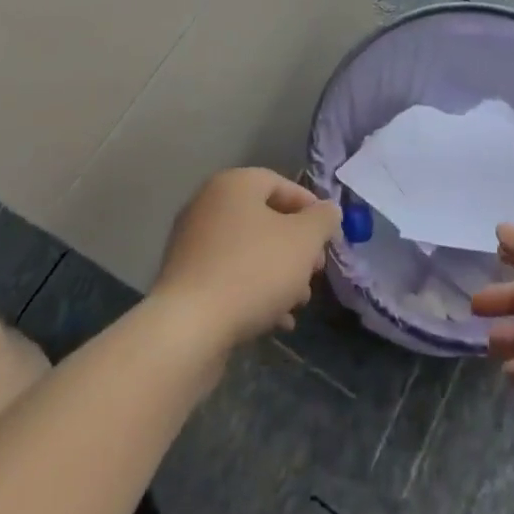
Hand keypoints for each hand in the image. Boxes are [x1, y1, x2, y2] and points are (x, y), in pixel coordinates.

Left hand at [151, 168, 340, 355]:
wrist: (188, 329)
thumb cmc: (252, 271)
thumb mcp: (303, 241)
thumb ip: (322, 220)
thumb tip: (328, 210)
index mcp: (234, 184)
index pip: (281, 184)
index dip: (310, 209)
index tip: (328, 237)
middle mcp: (209, 205)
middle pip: (264, 219)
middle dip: (296, 247)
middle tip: (315, 272)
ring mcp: (192, 243)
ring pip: (248, 251)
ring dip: (278, 273)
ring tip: (299, 302)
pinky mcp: (185, 280)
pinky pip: (229, 277)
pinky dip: (254, 292)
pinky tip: (277, 321)